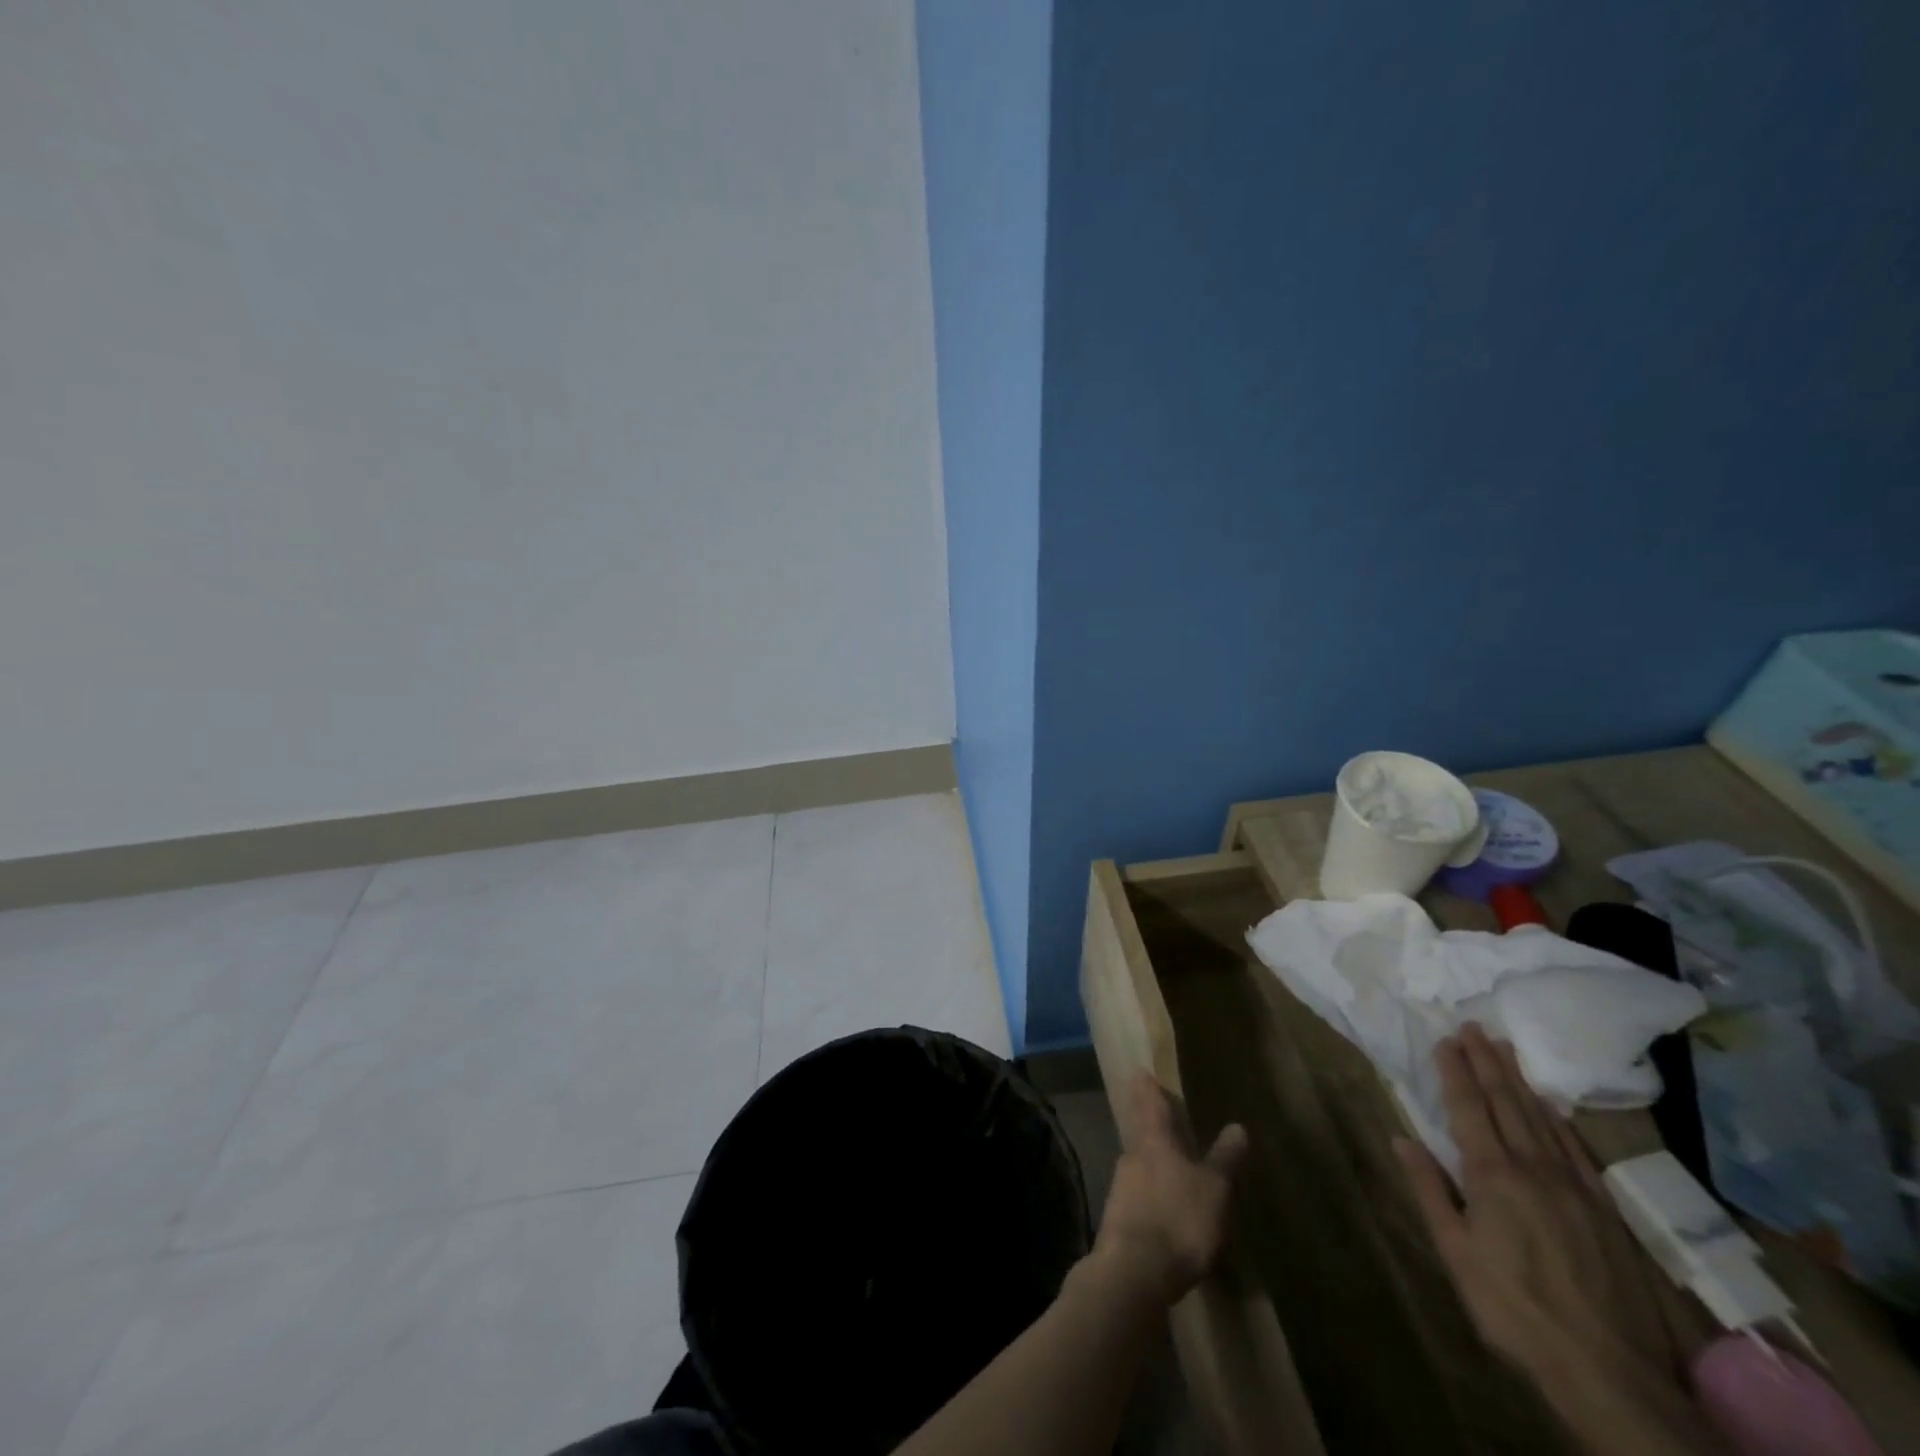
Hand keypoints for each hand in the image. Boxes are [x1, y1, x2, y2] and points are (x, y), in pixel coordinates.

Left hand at [1089, 1074, 1247, 1307]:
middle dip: (1153, 1131)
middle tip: (1166, 1126)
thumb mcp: (1214, 1190)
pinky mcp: (1116, 1219)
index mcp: (1155, 1141)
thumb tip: (1237, 1126)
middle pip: (1142, 1135)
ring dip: (1153, 1168)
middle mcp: (1132, 1155)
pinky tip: (1163, 1216)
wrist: (1134, 1271)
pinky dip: (1150, 1200)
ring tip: (1172, 1176)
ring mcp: (1120, 1187)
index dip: (1147, 1087)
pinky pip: (1137, 1199)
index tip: (1139, 1071)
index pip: (1149, 1103)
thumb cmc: (1179, 1219)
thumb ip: (1224, 1158)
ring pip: (1139, 1168)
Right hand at [1396, 1024, 1683, 1388]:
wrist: (1608, 1370)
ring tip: (1505, 1049)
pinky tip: (1549, 1105)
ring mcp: (1573, 1186)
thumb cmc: (1513, 1308)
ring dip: (1519, 1081)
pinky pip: (1575, 1149)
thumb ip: (1431, 1191)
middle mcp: (1533, 1168)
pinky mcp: (1603, 1209)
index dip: (1454, 1072)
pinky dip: (1557, 1120)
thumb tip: (1402, 1139)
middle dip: (1486, 1062)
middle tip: (1473, 1027)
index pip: (1468, 1109)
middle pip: (1505, 1103)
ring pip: (1540, 1119)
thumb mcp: (1456, 1253)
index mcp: (1492, 1176)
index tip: (1444, 1040)